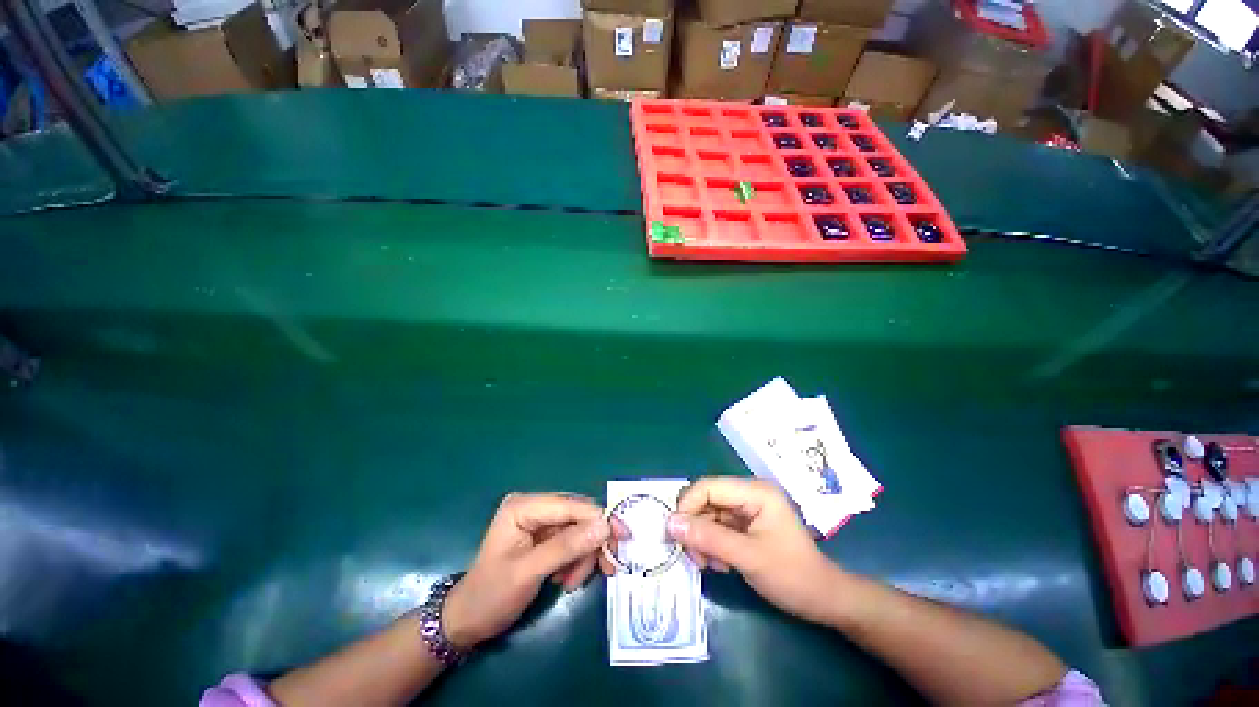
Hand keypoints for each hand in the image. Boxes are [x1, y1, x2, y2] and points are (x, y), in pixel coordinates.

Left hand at [442, 492, 611, 648]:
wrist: (469, 620)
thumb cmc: (491, 595)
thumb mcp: (529, 572)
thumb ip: (566, 547)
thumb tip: (604, 526)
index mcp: (524, 506)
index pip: (571, 505)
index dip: (599, 518)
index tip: (623, 536)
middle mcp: (534, 506)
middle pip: (578, 515)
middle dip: (592, 542)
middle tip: (607, 568)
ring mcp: (540, 520)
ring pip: (579, 530)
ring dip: (584, 556)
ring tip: (573, 582)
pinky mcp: (544, 535)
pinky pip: (573, 541)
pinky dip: (577, 560)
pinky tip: (567, 579)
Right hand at [666, 477, 844, 623]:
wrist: (824, 600)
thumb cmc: (792, 576)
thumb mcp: (747, 557)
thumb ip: (708, 538)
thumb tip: (670, 523)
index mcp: (755, 491)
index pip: (708, 486)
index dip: (687, 506)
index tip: (676, 535)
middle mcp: (749, 494)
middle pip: (706, 500)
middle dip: (695, 528)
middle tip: (694, 557)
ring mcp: (747, 509)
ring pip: (708, 515)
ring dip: (703, 540)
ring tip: (710, 566)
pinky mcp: (745, 524)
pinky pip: (717, 527)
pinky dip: (712, 545)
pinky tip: (720, 565)